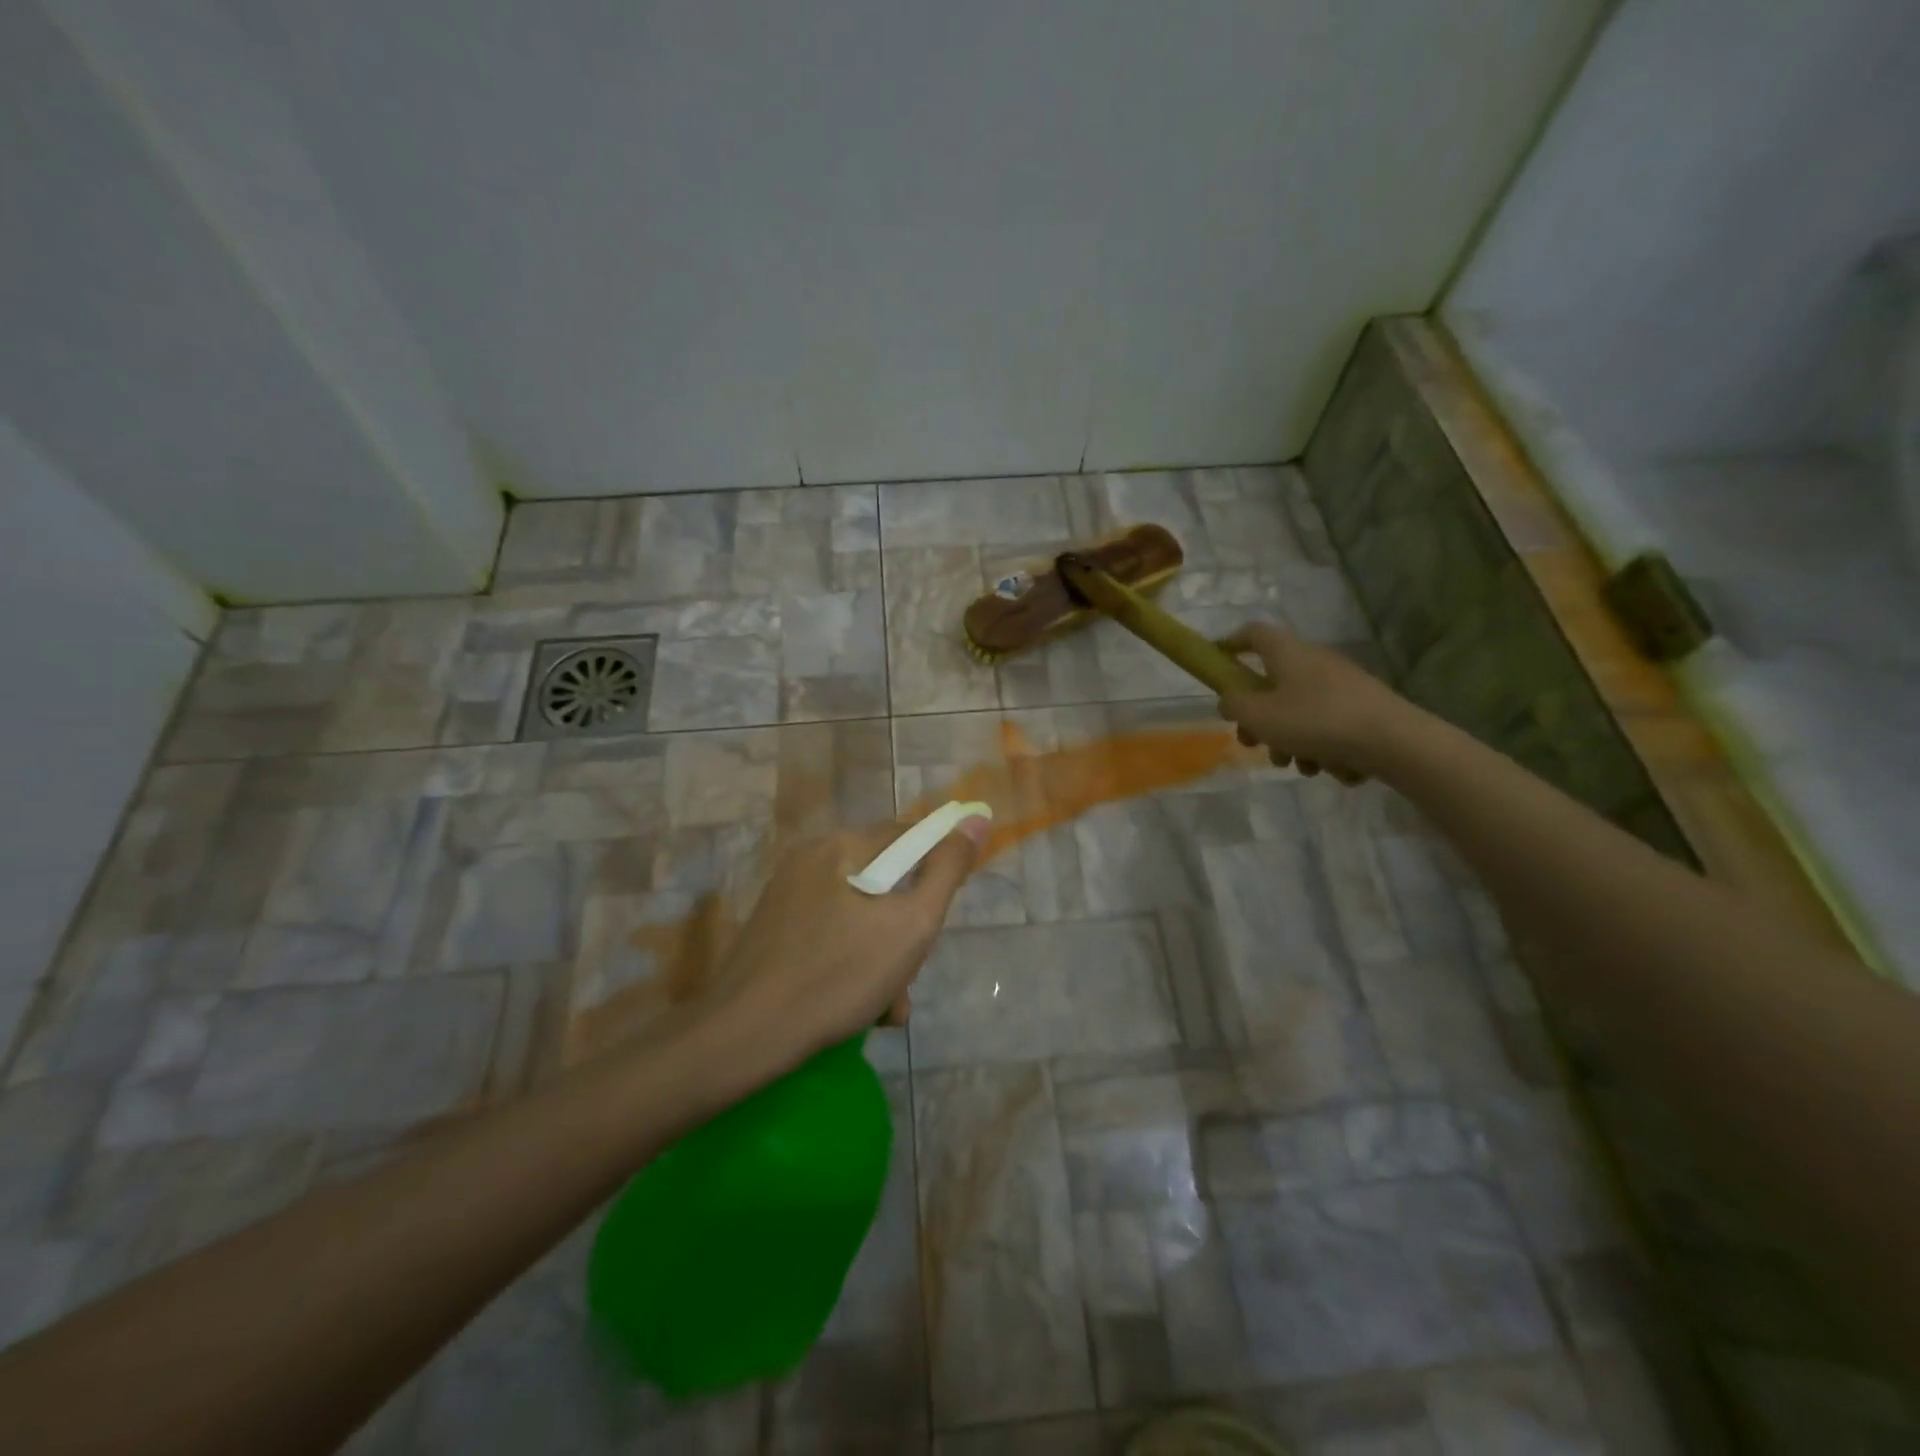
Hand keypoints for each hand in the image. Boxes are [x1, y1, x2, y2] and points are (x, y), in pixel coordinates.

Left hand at [697, 817, 987, 1067]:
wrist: (745, 1035)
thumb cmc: (838, 976)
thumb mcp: (911, 925)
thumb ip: (947, 871)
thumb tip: (975, 819)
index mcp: (841, 847)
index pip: (907, 836)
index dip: (934, 870)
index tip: (936, 917)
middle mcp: (810, 859)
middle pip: (882, 880)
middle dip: (904, 928)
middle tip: (907, 976)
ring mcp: (786, 895)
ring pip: (857, 914)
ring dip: (881, 955)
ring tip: (885, 1006)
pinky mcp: (772, 929)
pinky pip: (829, 934)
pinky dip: (849, 962)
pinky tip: (855, 1007)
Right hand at [1217, 621, 1417, 782]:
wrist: (1394, 741)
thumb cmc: (1316, 721)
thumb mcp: (1259, 716)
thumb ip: (1234, 706)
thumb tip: (1229, 700)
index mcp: (1288, 653)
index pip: (1253, 633)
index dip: (1231, 643)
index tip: (1217, 661)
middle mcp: (1315, 662)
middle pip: (1273, 684)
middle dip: (1259, 718)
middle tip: (1252, 742)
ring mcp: (1342, 686)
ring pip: (1300, 712)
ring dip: (1291, 741)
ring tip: (1300, 765)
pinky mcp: (1363, 709)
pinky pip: (1328, 727)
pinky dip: (1323, 747)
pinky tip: (1331, 766)